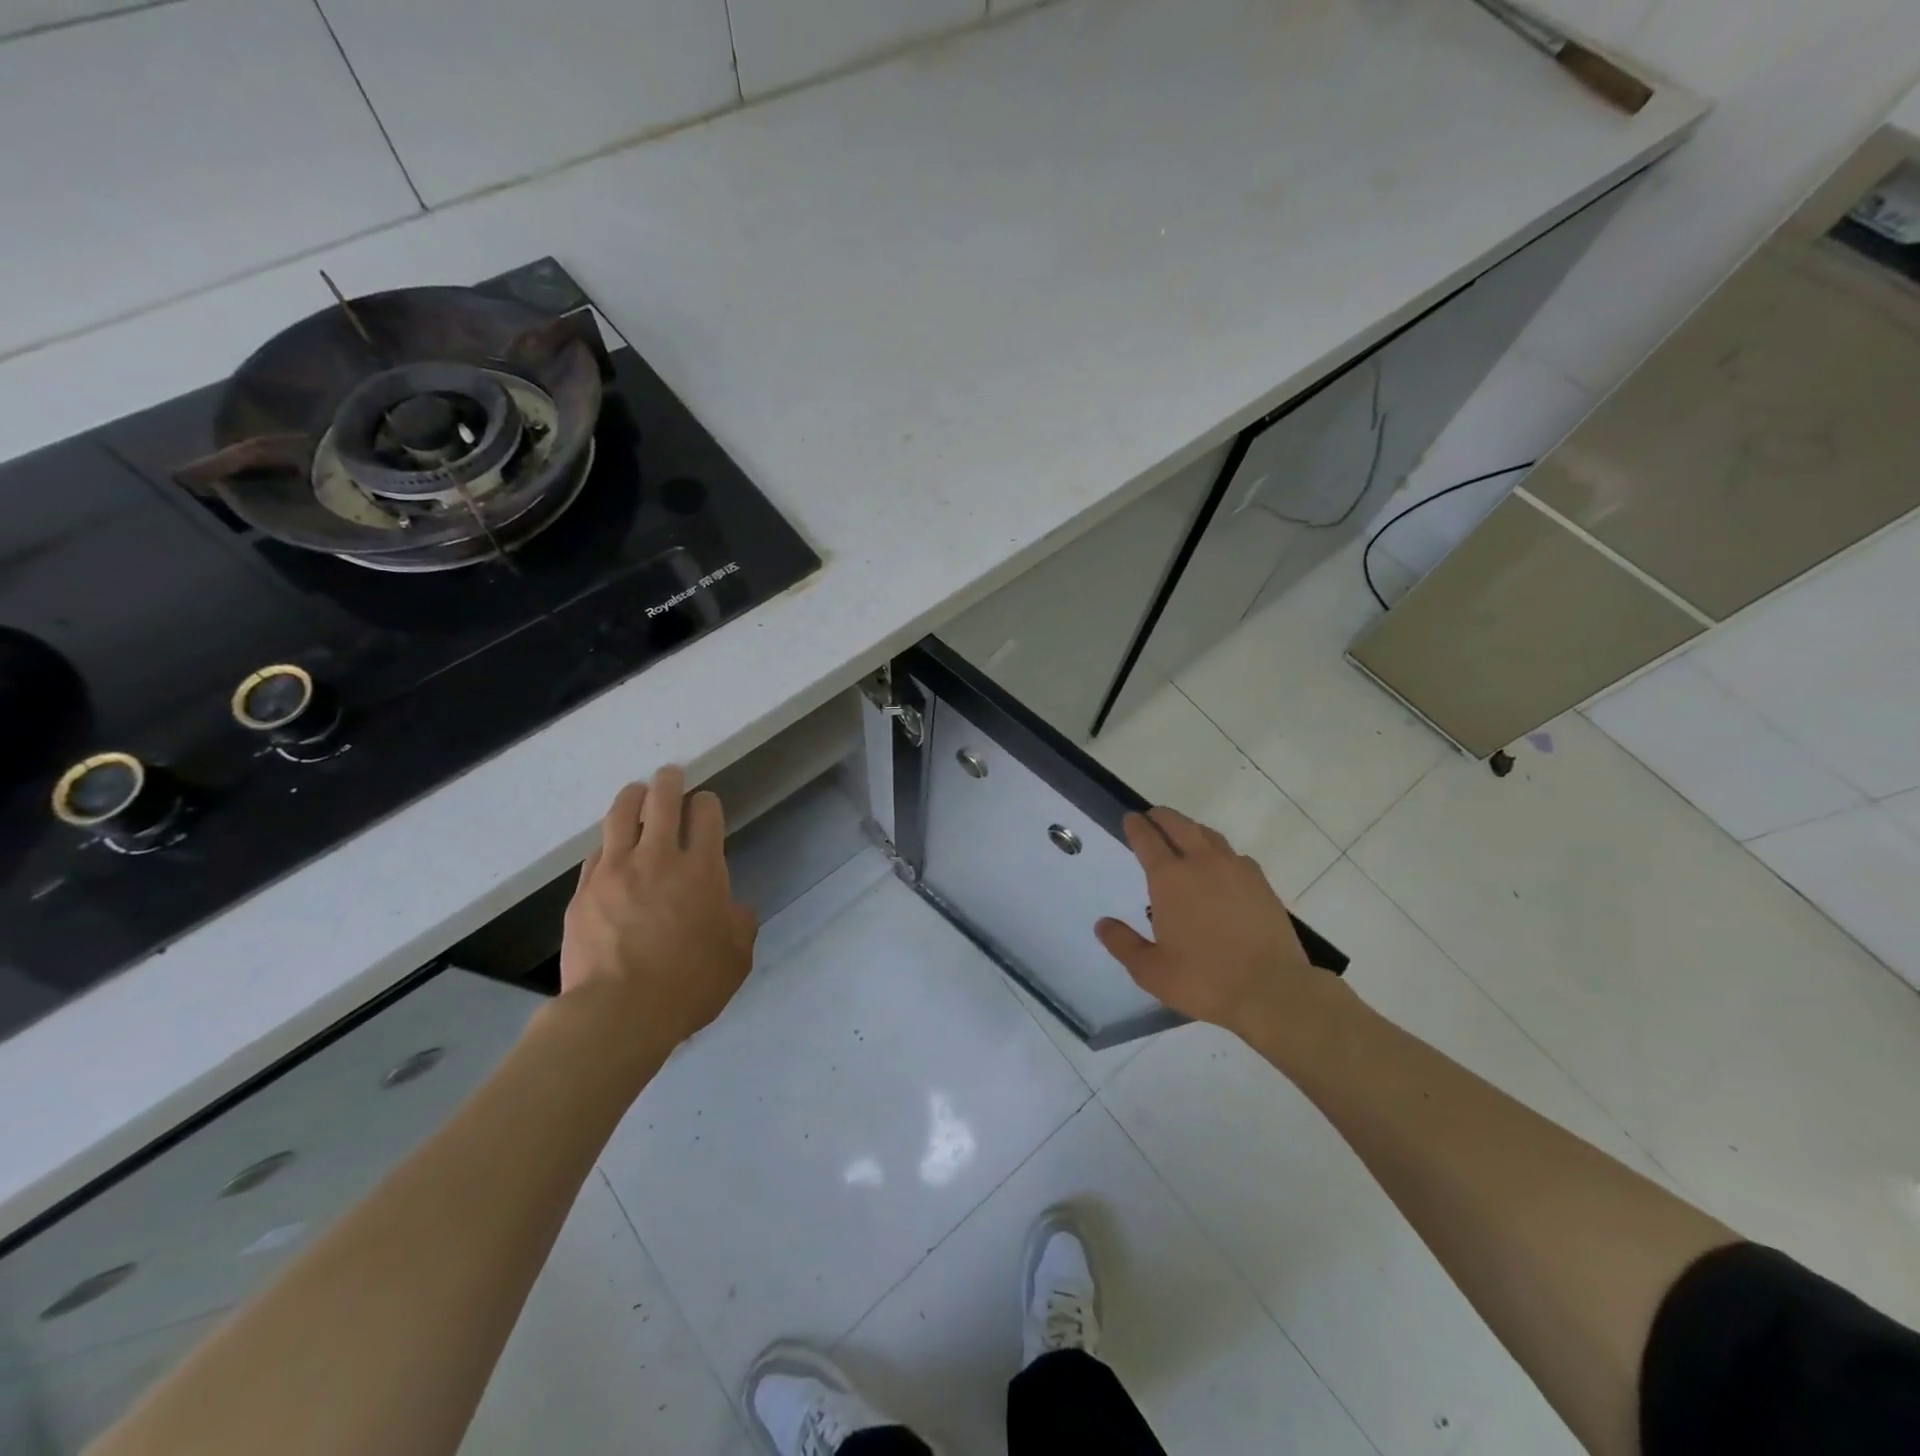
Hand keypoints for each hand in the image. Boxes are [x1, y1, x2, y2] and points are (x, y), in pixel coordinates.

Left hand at [559, 766, 757, 1050]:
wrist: (619, 1012)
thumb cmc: (689, 984)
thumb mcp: (736, 958)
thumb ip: (740, 924)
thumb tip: (734, 908)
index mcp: (702, 870)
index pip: (705, 816)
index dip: (707, 803)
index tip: (706, 802)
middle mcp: (658, 859)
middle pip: (662, 802)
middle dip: (669, 782)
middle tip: (670, 774)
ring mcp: (615, 872)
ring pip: (620, 817)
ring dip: (631, 797)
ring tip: (635, 791)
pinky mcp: (584, 892)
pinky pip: (596, 854)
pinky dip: (607, 842)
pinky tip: (609, 845)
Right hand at [1094, 807, 1329, 1040]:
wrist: (1272, 989)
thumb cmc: (1204, 979)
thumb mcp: (1150, 970)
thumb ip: (1123, 943)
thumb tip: (1102, 924)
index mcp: (1169, 879)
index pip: (1147, 840)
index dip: (1136, 826)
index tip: (1130, 818)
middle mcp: (1201, 863)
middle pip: (1179, 826)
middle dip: (1163, 817)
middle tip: (1153, 816)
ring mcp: (1236, 869)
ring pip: (1209, 836)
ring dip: (1191, 829)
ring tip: (1185, 834)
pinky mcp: (1261, 883)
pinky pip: (1235, 856)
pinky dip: (1220, 852)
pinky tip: (1221, 867)